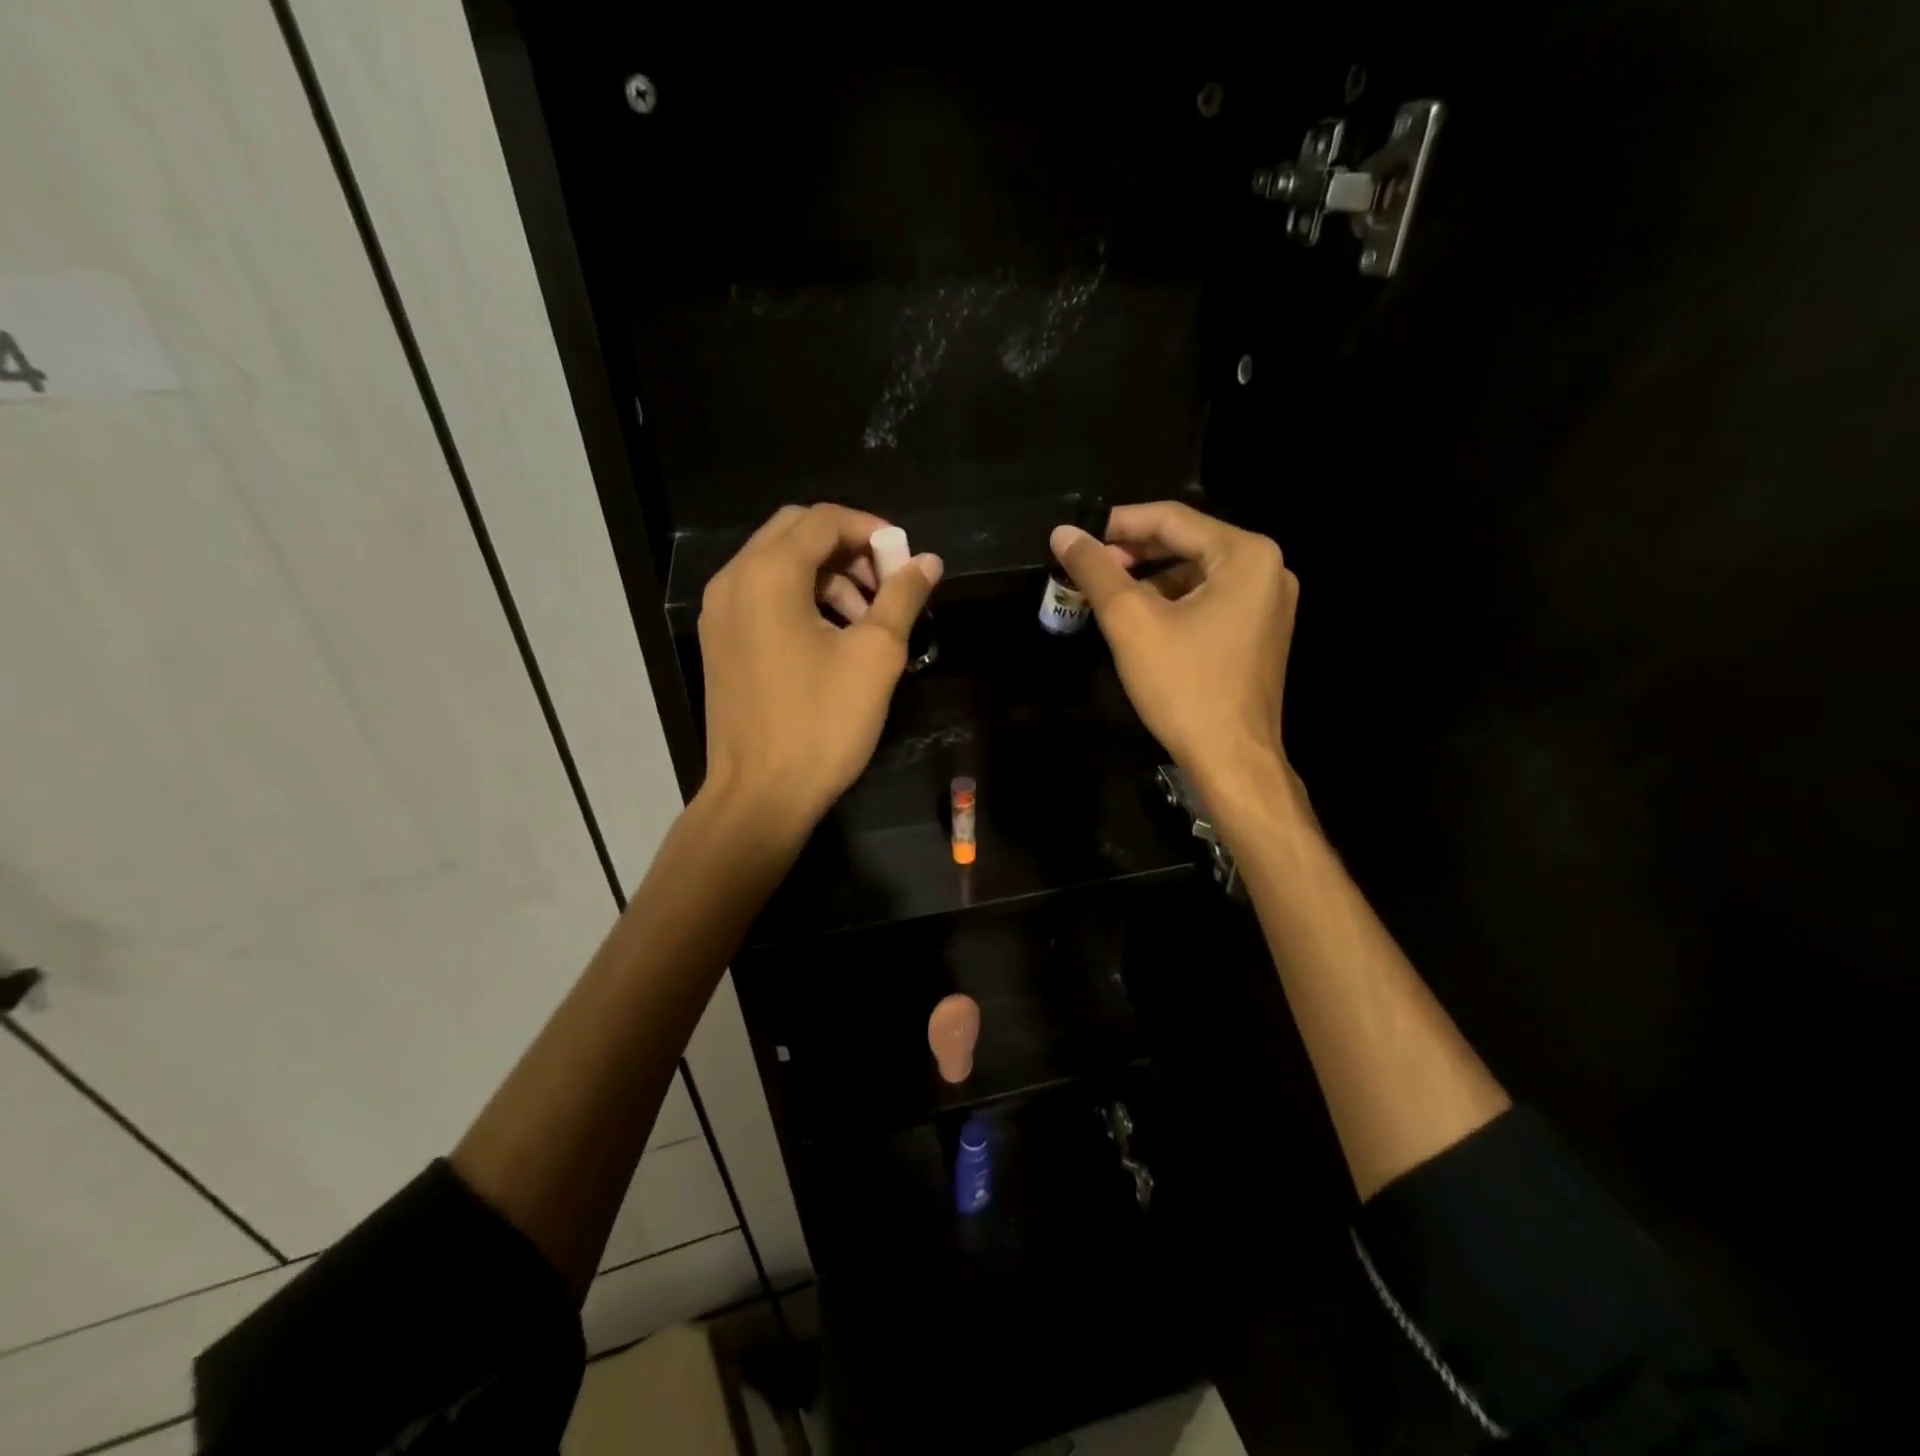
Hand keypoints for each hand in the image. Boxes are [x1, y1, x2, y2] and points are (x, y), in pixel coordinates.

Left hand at [698, 503, 941, 834]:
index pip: (823, 519)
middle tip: (886, 584)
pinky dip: (802, 598)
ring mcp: (720, 613)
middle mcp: (734, 580)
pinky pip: (763, 596)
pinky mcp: (720, 641)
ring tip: (867, 618)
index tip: (905, 562)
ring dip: (827, 576)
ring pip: (778, 565)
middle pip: (795, 533)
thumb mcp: (875, 656)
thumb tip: (928, 561)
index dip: (871, 530)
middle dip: (848, 549)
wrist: (760, 795)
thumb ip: (902, 597)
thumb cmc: (822, 724)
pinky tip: (833, 637)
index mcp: (768, 574)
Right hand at [1051, 501, 1297, 789]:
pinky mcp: (1260, 632)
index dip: (1117, 523)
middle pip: (1187, 543)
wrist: (1232, 760)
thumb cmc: (1184, 687)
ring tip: (1107, 593)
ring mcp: (1269, 603)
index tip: (1077, 537)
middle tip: (1088, 568)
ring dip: (1149, 579)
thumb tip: (1063, 534)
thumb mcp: (1131, 622)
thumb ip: (1096, 571)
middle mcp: (1268, 569)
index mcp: (1246, 555)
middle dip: (1133, 552)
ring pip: (1196, 573)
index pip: (1172, 518)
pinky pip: (1210, 600)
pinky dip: (1172, 602)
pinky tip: (1140, 619)